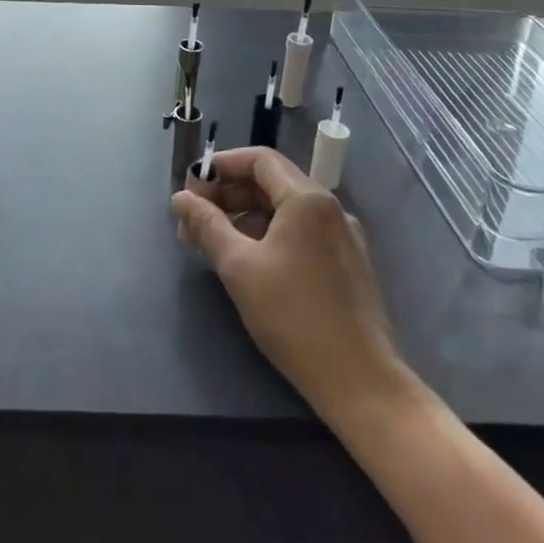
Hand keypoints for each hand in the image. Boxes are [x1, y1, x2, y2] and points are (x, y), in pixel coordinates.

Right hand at [172, 149, 407, 417]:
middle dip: (229, 194)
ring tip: (215, 243)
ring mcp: (344, 237)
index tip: (192, 187)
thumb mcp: (239, 267)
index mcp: (307, 199)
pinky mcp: (348, 264)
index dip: (221, 166)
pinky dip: (270, 234)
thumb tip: (181, 198)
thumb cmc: (295, 317)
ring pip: (286, 209)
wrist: (362, 383)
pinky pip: (302, 232)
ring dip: (247, 216)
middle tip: (195, 219)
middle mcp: (330, 208)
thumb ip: (207, 225)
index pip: (259, 159)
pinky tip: (249, 262)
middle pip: (272, 182)